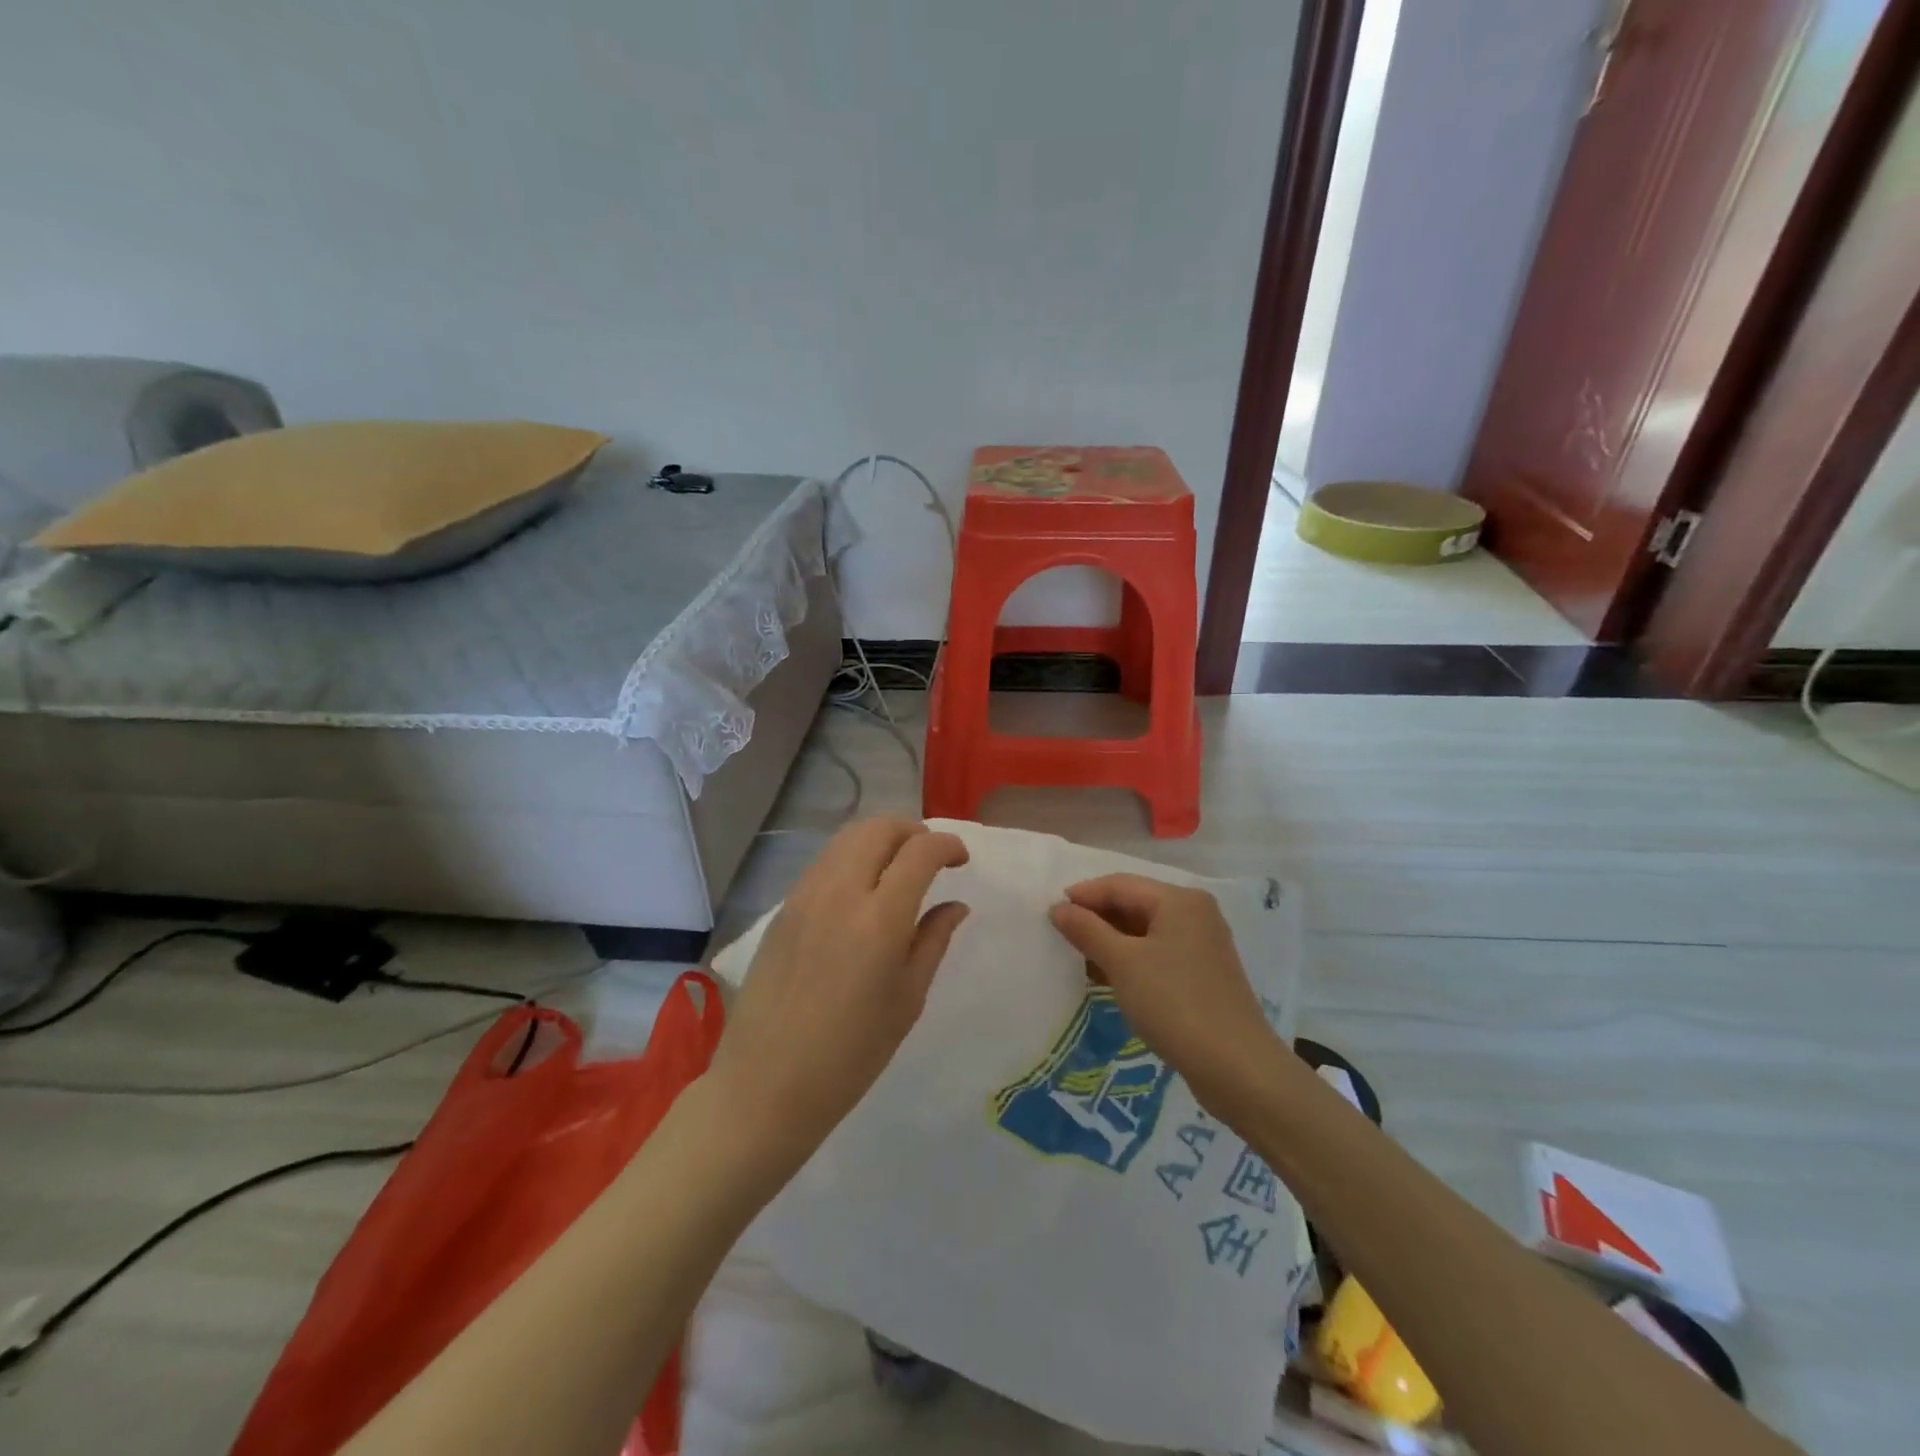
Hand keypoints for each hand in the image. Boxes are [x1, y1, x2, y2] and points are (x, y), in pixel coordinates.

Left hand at [708, 818, 969, 1166]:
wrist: (767, 1084)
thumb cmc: (851, 1055)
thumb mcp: (907, 999)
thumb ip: (933, 940)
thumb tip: (955, 904)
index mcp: (879, 919)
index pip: (919, 852)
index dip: (947, 845)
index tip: (960, 860)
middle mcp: (840, 893)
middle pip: (878, 828)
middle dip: (912, 830)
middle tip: (930, 856)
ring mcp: (804, 896)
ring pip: (847, 838)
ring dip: (879, 839)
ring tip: (898, 867)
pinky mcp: (783, 908)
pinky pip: (824, 862)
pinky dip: (851, 857)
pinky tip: (862, 889)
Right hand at [1049, 874, 1281, 1114]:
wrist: (1237, 1069)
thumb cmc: (1175, 1004)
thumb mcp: (1123, 964)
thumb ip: (1087, 931)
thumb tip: (1058, 908)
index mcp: (1179, 901)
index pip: (1119, 885)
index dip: (1083, 896)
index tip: (1049, 914)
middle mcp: (1194, 914)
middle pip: (1134, 904)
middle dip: (1096, 918)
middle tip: (1060, 936)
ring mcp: (1201, 944)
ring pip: (1144, 931)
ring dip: (1110, 941)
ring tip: (1077, 958)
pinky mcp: (1202, 974)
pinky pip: (1157, 953)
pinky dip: (1130, 960)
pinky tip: (1106, 977)